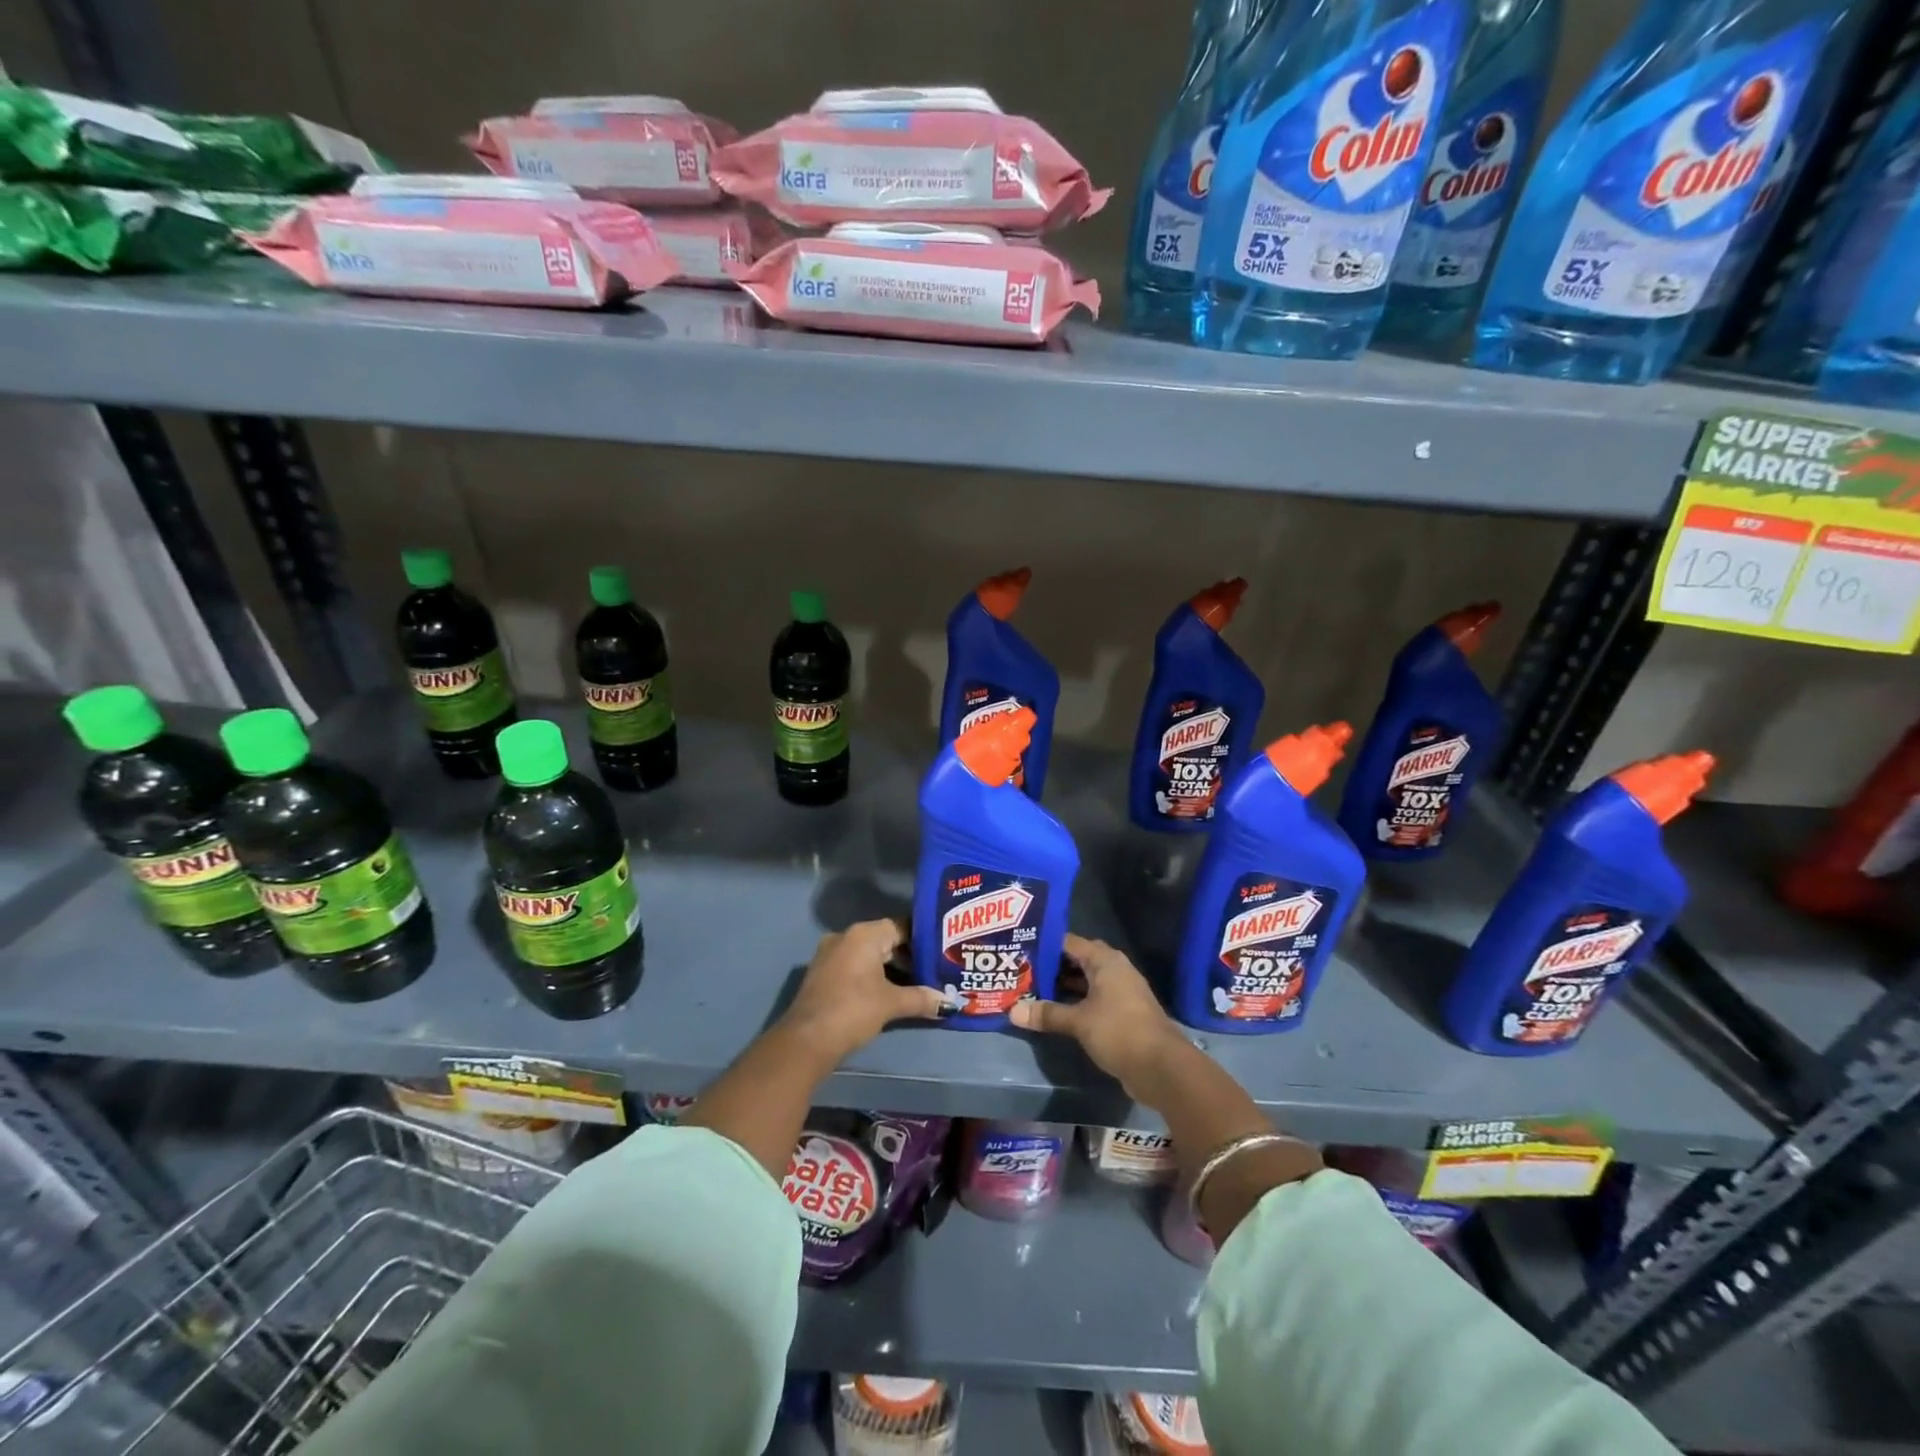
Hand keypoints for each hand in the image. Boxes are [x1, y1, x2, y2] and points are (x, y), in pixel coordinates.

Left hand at [781, 919, 945, 1061]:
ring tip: (918, 983)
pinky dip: (873, 976)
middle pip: (886, 940)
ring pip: (870, 955)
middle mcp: (846, 936)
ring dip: (891, 969)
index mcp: (864, 934)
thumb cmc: (853, 1010)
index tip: (943, 951)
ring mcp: (831, 954)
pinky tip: (890, 992)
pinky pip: (855, 966)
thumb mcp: (891, 1003)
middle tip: (936, 970)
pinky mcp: (823, 973)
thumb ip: (922, 999)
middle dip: (910, 956)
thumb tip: (951, 1002)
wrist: (806, 1040)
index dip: (923, 939)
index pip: (901, 926)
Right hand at [1010, 935, 1189, 1095]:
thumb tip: (1012, 1011)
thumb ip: (1047, 1014)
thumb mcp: (1078, 1021)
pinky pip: (1093, 998)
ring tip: (1032, 990)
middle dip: (1052, 966)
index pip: (1069, 942)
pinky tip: (1056, 1012)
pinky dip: (1075, 1001)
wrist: (1161, 1067)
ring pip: (1086, 981)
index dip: (1044, 945)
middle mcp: (1114, 969)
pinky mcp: (1123, 1013)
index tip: (1020, 949)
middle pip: (1077, 960)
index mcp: (1105, 961)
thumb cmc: (1119, 1031)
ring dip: (1063, 985)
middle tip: (1022, 970)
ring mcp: (1121, 991)